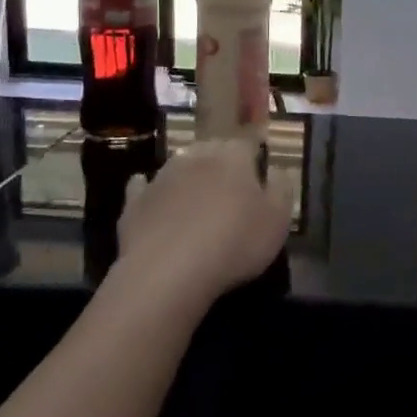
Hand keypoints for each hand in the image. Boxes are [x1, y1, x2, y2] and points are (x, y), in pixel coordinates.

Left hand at [116, 139, 291, 302]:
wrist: (168, 273)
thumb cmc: (235, 242)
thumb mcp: (278, 220)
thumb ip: (282, 188)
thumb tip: (277, 170)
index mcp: (233, 156)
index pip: (247, 143)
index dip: (255, 155)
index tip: (260, 171)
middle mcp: (195, 156)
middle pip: (212, 150)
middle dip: (222, 164)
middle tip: (232, 188)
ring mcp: (161, 177)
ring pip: (179, 166)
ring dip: (189, 177)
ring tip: (198, 201)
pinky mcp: (134, 203)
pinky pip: (143, 188)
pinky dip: (150, 190)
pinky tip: (150, 195)